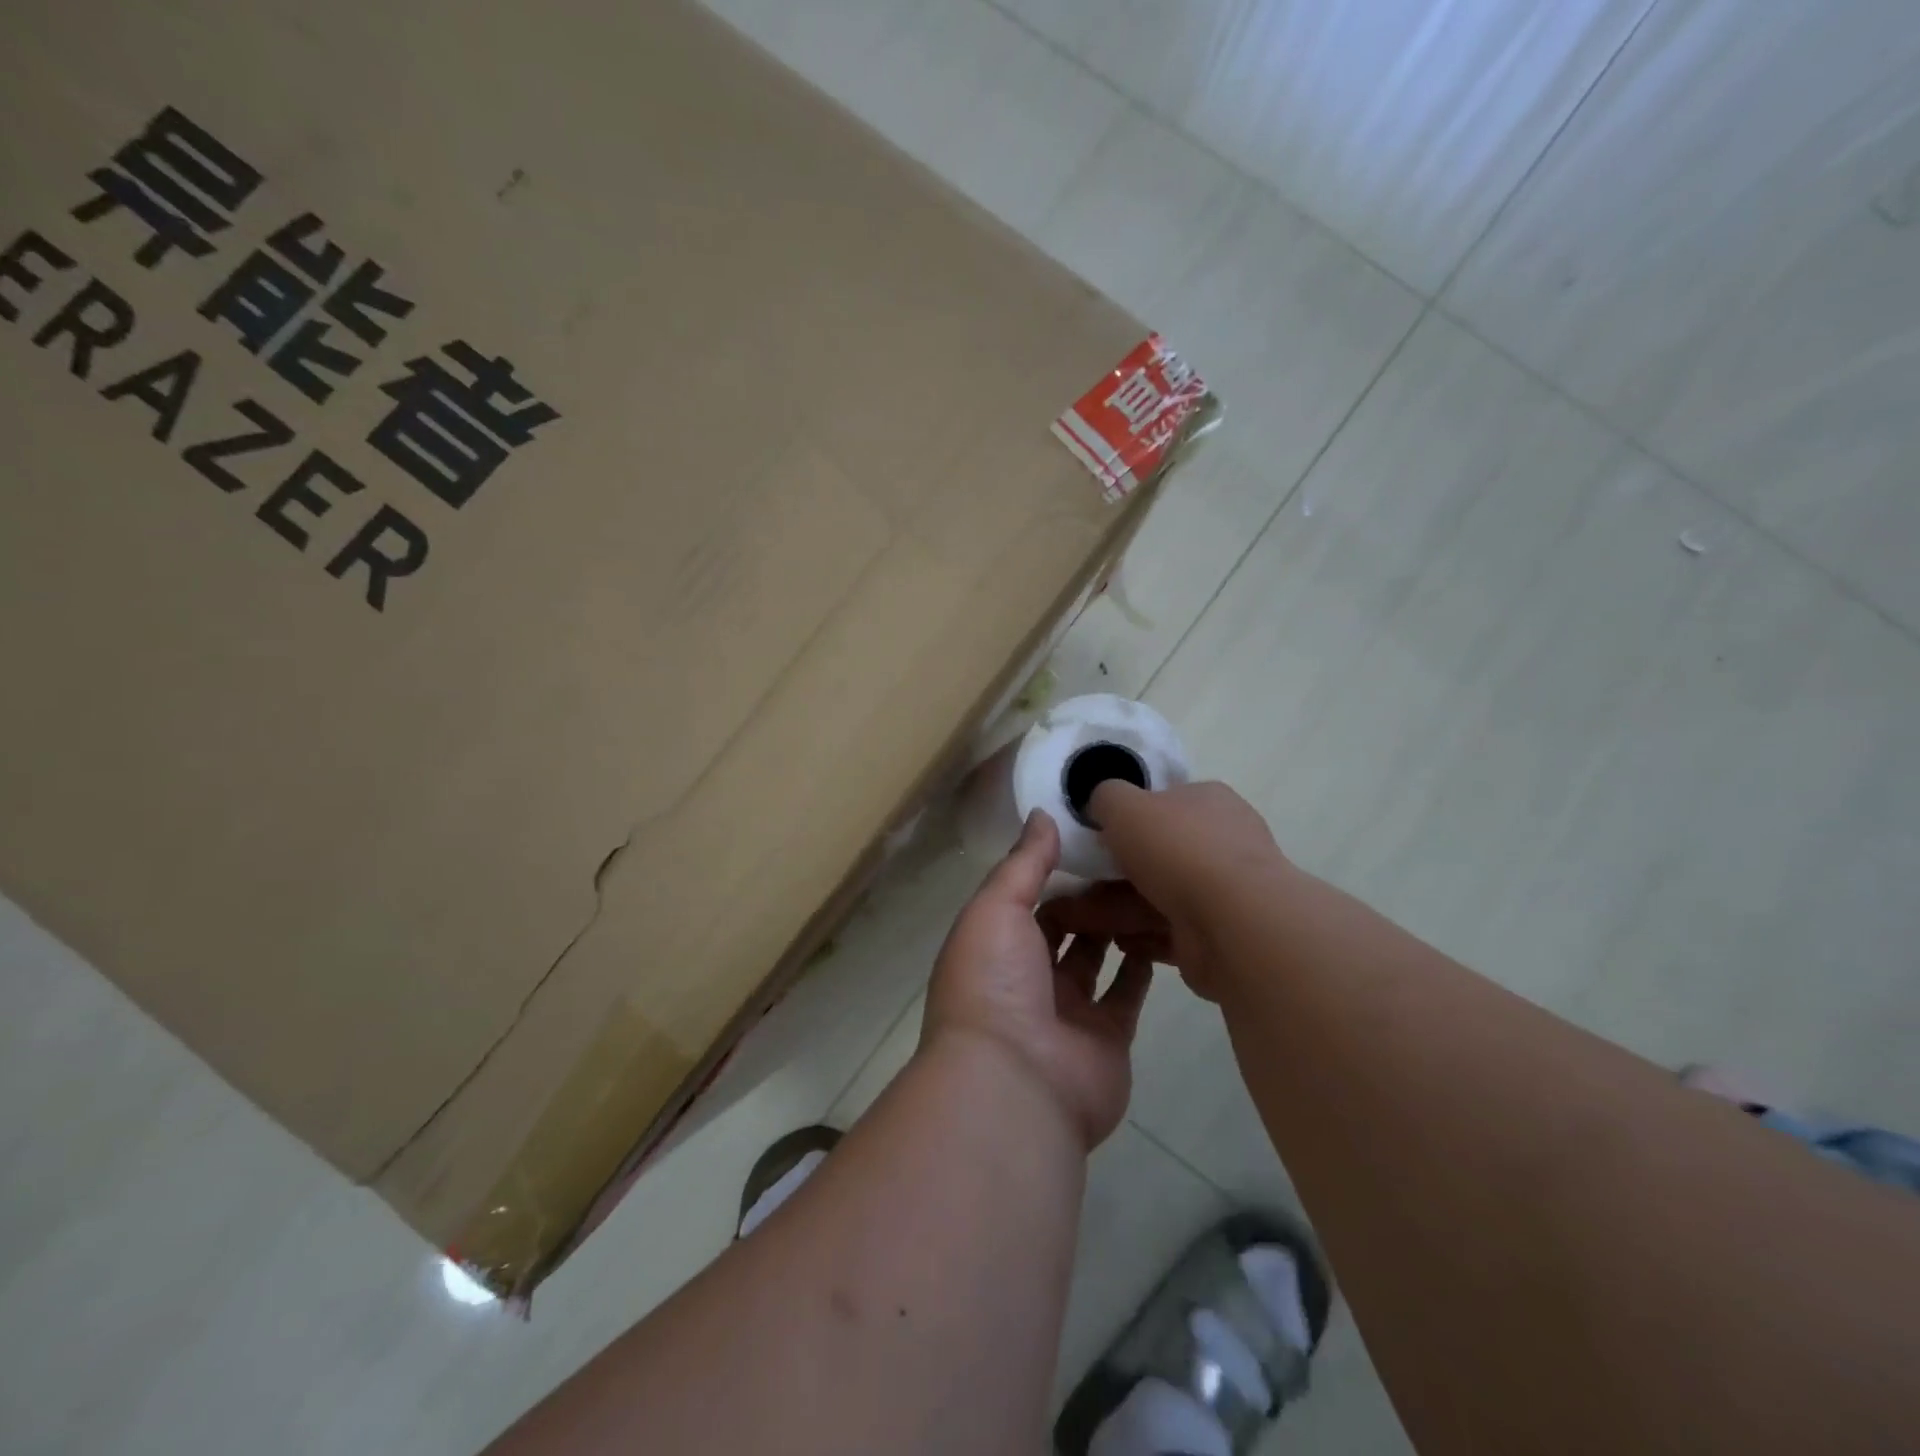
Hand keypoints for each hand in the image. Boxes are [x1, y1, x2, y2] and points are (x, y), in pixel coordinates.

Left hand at [922, 810, 1151, 1148]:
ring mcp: (1068, 1011)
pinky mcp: (1108, 1038)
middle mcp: (1027, 978)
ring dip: (1117, 925)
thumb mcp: (995, 908)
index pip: (1027, 899)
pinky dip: (1141, 965)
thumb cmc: (994, 983)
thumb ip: (1022, 862)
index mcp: (993, 946)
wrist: (1015, 1083)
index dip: (1055, 870)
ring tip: (1151, 884)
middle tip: (1131, 858)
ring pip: (1097, 957)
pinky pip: (1127, 994)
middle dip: (1090, 897)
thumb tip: (1042, 815)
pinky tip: (1162, 929)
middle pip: (1063, 928)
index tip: (1093, 836)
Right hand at [1046, 781, 1286, 1001]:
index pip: (1162, 803)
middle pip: (1155, 853)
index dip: (1126, 818)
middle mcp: (1220, 842)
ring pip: (1156, 895)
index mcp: (1207, 801)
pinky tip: (1116, 941)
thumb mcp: (1124, 804)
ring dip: (1117, 907)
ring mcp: (1222, 892)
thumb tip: (1101, 802)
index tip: (1094, 836)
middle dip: (1112, 871)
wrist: (1234, 924)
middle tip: (1076, 884)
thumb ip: (1105, 796)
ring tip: (1077, 920)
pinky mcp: (1216, 935)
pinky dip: (1140, 936)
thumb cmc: (1179, 850)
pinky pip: (1168, 931)